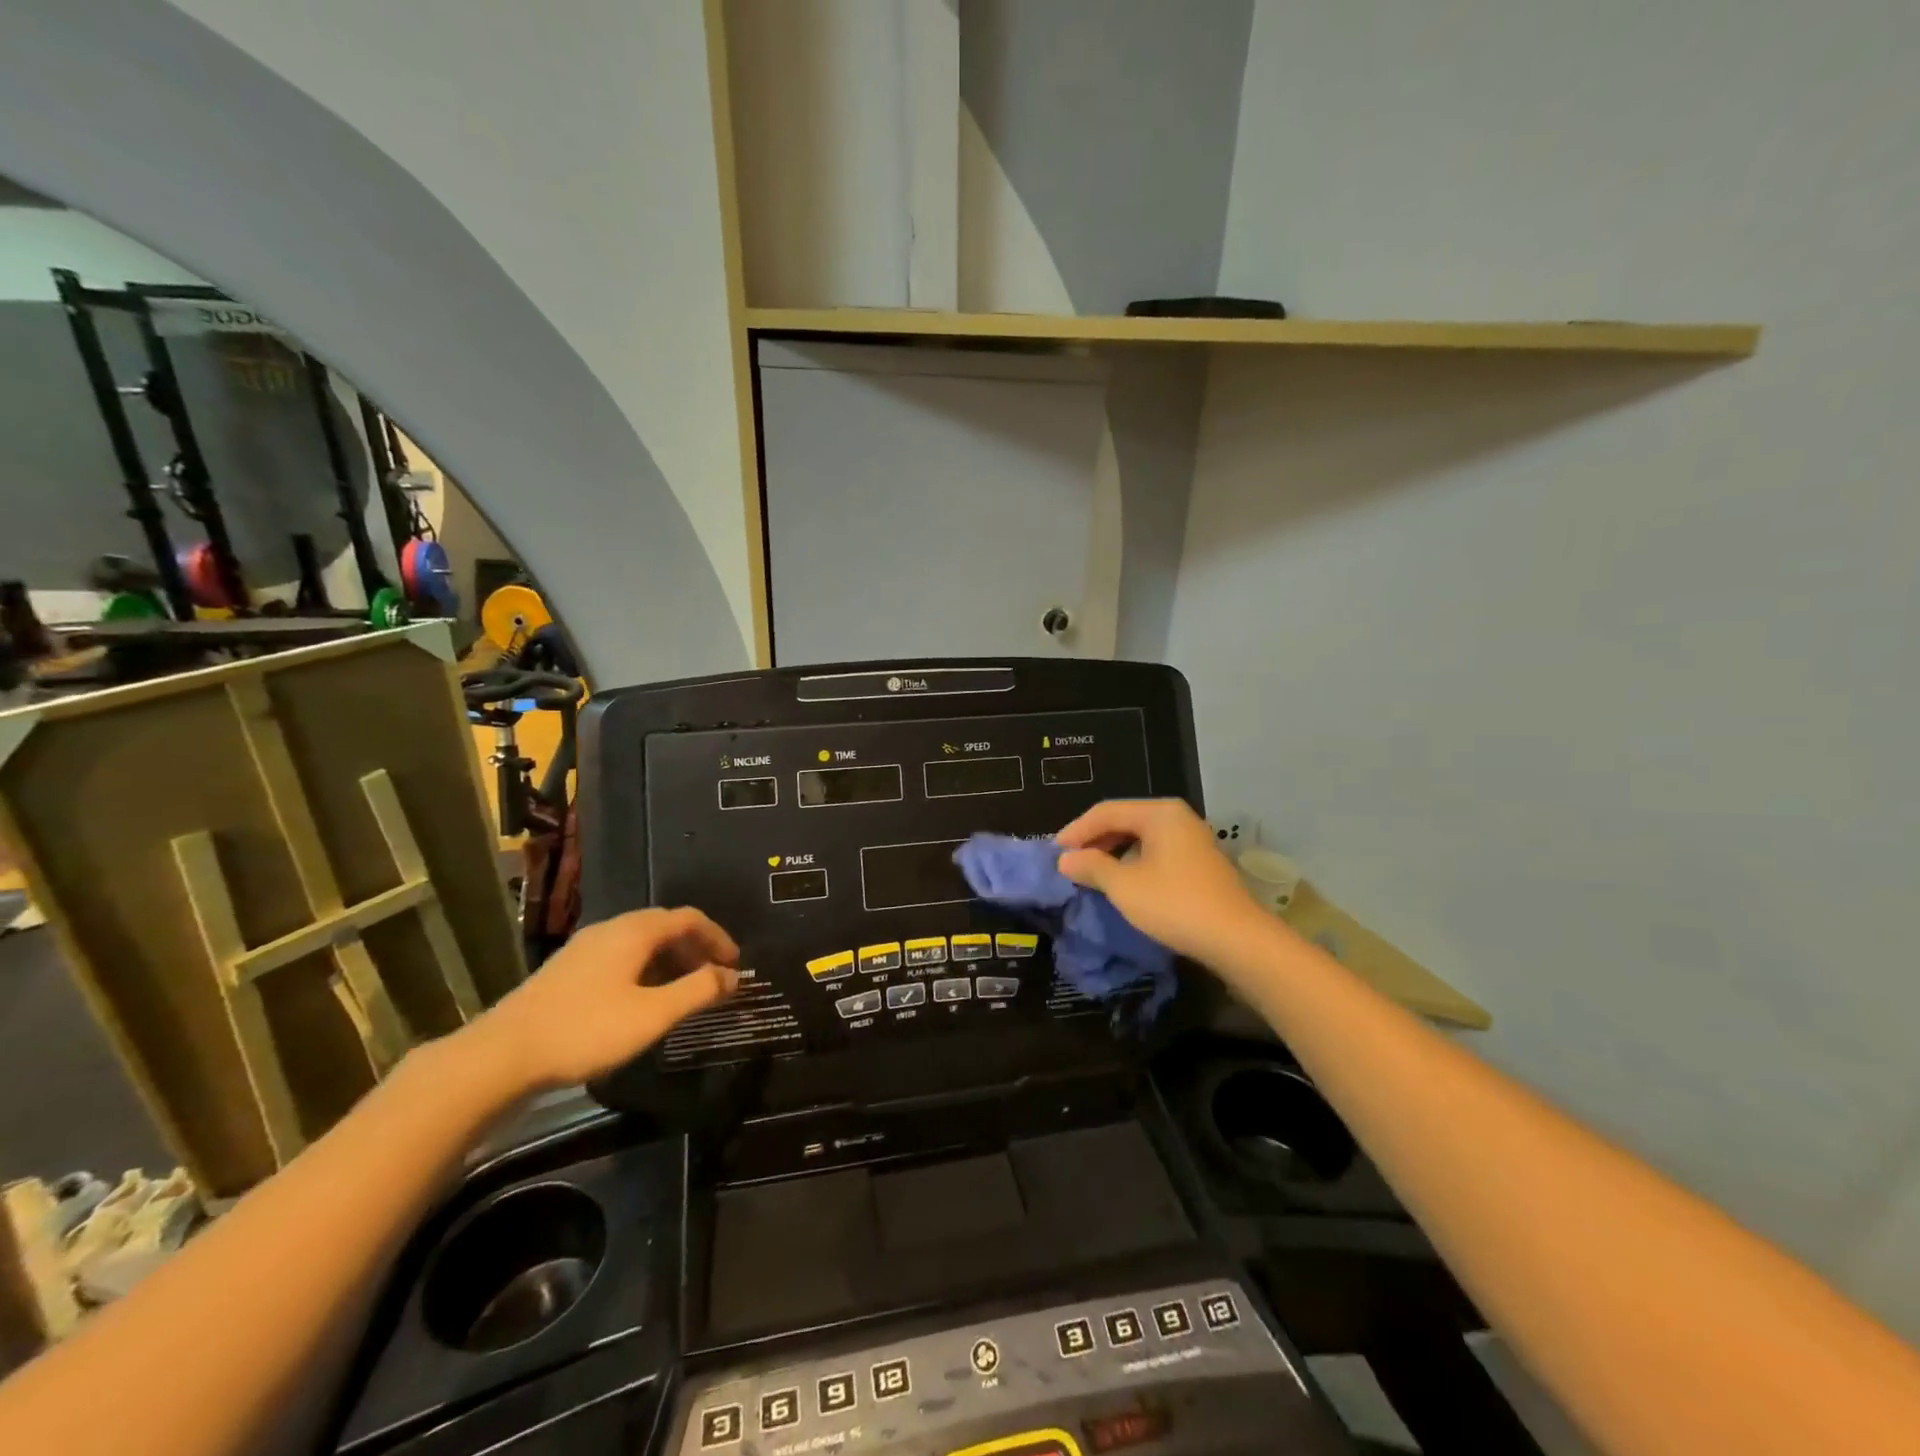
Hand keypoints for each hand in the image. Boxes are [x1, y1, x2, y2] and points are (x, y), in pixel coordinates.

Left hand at [467, 908, 740, 1092]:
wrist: (501, 1055)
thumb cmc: (586, 1030)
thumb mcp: (653, 1015)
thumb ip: (698, 991)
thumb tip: (733, 976)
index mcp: (635, 931)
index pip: (689, 918)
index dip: (718, 937)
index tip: (735, 965)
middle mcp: (611, 928)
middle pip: (665, 926)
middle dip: (695, 949)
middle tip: (713, 979)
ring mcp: (585, 947)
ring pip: (640, 942)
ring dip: (670, 960)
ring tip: (682, 993)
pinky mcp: (568, 969)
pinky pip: (620, 956)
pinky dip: (645, 969)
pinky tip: (641, 1000)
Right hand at [1056, 799, 1266, 970]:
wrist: (1238, 940)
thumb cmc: (1175, 905)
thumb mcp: (1124, 886)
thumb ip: (1091, 867)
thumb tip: (1066, 859)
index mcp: (1159, 813)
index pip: (1106, 811)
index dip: (1076, 830)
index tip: (1054, 853)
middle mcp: (1177, 818)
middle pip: (1124, 820)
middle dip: (1094, 841)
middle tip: (1070, 863)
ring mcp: (1192, 840)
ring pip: (1141, 838)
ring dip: (1113, 853)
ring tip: (1091, 874)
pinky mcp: (1200, 863)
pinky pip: (1156, 852)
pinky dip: (1133, 863)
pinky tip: (1123, 883)